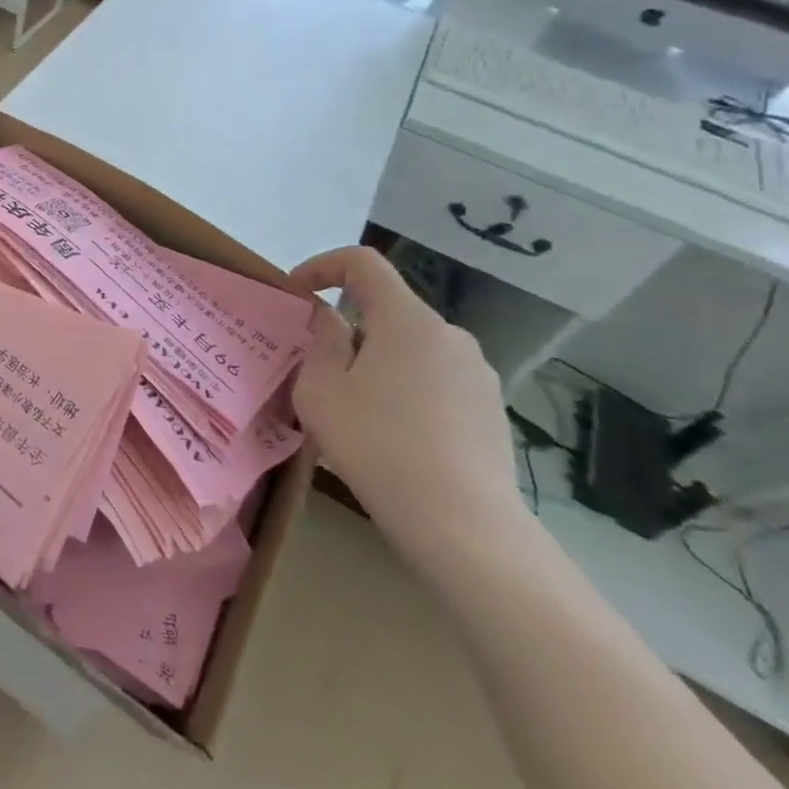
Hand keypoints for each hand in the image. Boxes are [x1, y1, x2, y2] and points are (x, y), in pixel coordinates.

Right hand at [288, 246, 522, 559]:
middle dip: (348, 327)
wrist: (463, 526)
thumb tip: (331, 319)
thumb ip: (322, 343)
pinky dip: (405, 387)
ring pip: (411, 346)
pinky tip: (393, 434)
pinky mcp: (491, 408)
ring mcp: (477, 372)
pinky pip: (435, 378)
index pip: (363, 263)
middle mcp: (449, 334)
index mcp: (407, 320)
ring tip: (354, 408)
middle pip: (387, 308)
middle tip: (319, 368)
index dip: (322, 266)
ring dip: (377, 360)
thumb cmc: (377, 446)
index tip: (297, 294)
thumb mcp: (321, 391)